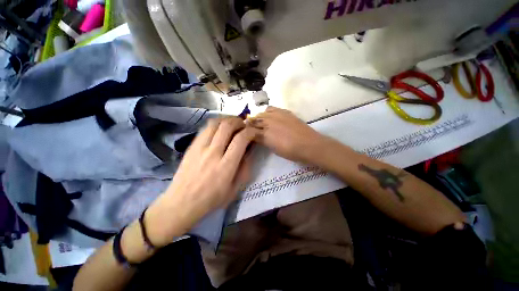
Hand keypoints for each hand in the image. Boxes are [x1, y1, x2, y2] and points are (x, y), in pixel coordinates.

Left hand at [145, 118, 257, 246]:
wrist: (181, 203)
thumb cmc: (211, 199)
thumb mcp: (235, 189)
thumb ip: (244, 168)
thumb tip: (249, 150)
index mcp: (225, 167)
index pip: (241, 139)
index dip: (250, 132)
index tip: (254, 132)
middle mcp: (212, 153)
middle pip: (227, 126)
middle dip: (239, 121)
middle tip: (244, 125)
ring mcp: (199, 148)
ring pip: (215, 123)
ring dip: (227, 120)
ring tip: (233, 124)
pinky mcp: (191, 146)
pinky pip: (205, 128)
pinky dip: (216, 124)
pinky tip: (220, 129)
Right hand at [248, 107, 328, 163]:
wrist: (309, 145)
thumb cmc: (290, 151)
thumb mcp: (273, 148)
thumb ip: (262, 140)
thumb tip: (255, 136)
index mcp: (265, 133)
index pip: (250, 129)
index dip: (246, 130)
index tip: (244, 132)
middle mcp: (269, 121)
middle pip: (255, 119)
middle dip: (251, 123)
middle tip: (250, 128)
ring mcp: (277, 115)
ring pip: (262, 112)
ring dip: (259, 116)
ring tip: (261, 122)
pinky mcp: (285, 112)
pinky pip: (272, 109)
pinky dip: (268, 112)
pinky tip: (271, 116)